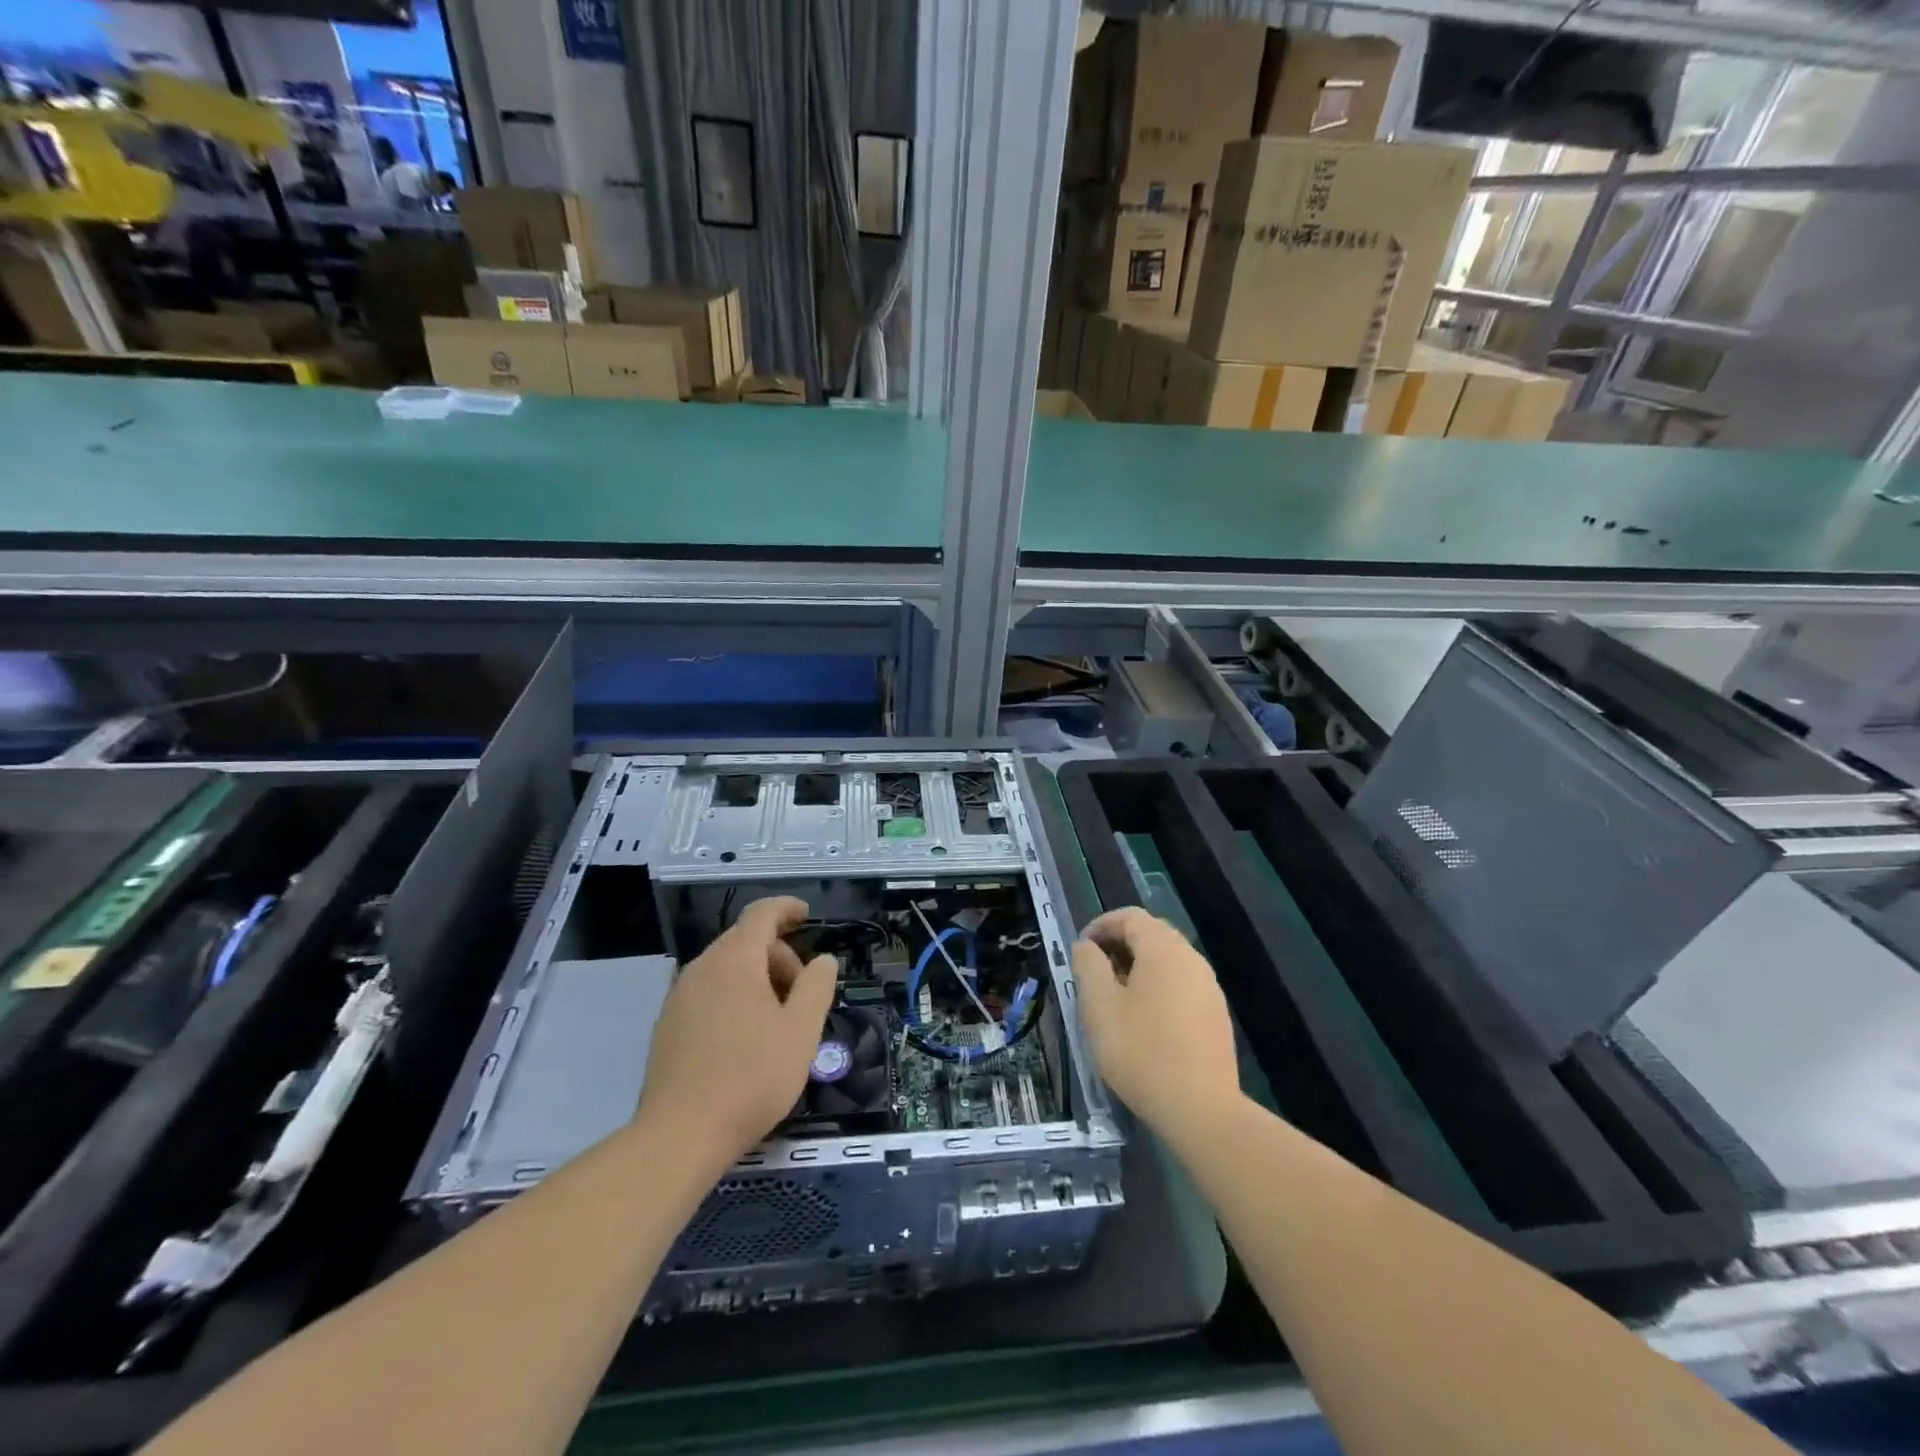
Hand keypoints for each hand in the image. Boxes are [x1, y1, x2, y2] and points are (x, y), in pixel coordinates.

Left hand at [639, 895, 837, 1160]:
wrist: (679, 1136)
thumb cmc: (750, 1078)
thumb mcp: (801, 1031)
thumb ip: (817, 986)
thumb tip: (823, 960)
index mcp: (734, 961)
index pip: (761, 914)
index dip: (787, 909)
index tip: (807, 916)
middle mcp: (701, 968)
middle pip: (745, 942)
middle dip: (779, 956)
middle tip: (803, 993)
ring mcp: (679, 997)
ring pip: (726, 968)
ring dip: (758, 979)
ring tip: (778, 1020)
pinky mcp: (668, 1025)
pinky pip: (709, 992)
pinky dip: (735, 996)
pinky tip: (746, 1037)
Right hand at [1071, 907, 1242, 1137]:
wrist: (1201, 1110)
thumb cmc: (1141, 1051)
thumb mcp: (1098, 1006)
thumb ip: (1088, 965)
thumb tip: (1087, 947)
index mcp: (1163, 949)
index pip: (1129, 917)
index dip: (1100, 926)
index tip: (1080, 951)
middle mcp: (1191, 959)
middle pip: (1152, 934)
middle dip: (1119, 945)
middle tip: (1094, 972)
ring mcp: (1209, 987)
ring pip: (1168, 961)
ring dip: (1138, 968)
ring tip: (1115, 998)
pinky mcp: (1216, 1015)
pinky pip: (1182, 985)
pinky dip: (1158, 988)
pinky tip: (1145, 1021)